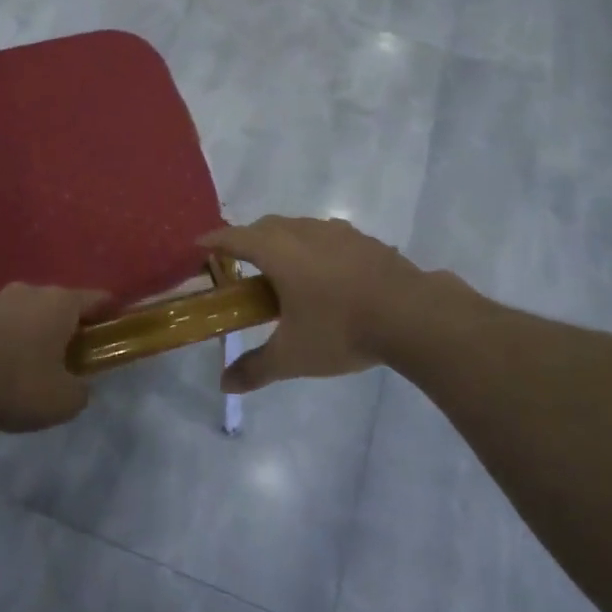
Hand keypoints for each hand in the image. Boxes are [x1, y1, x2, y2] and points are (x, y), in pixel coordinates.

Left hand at [0, 284, 108, 432]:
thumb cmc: (17, 384)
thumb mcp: (63, 401)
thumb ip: (80, 391)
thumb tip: (79, 388)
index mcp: (59, 304)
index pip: (94, 298)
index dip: (107, 310)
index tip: (113, 322)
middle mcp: (27, 292)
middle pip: (54, 303)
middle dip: (61, 323)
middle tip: (66, 350)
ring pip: (18, 311)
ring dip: (25, 329)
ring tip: (23, 359)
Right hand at [200, 216, 425, 392]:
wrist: (412, 315)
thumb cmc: (341, 330)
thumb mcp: (293, 356)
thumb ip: (256, 368)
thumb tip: (224, 385)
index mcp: (278, 252)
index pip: (235, 237)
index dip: (214, 240)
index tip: (199, 245)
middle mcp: (304, 232)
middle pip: (266, 226)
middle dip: (247, 239)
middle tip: (239, 262)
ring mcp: (338, 232)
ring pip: (298, 226)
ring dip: (282, 239)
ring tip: (282, 269)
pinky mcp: (364, 240)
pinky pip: (326, 235)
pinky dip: (313, 246)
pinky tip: (324, 273)